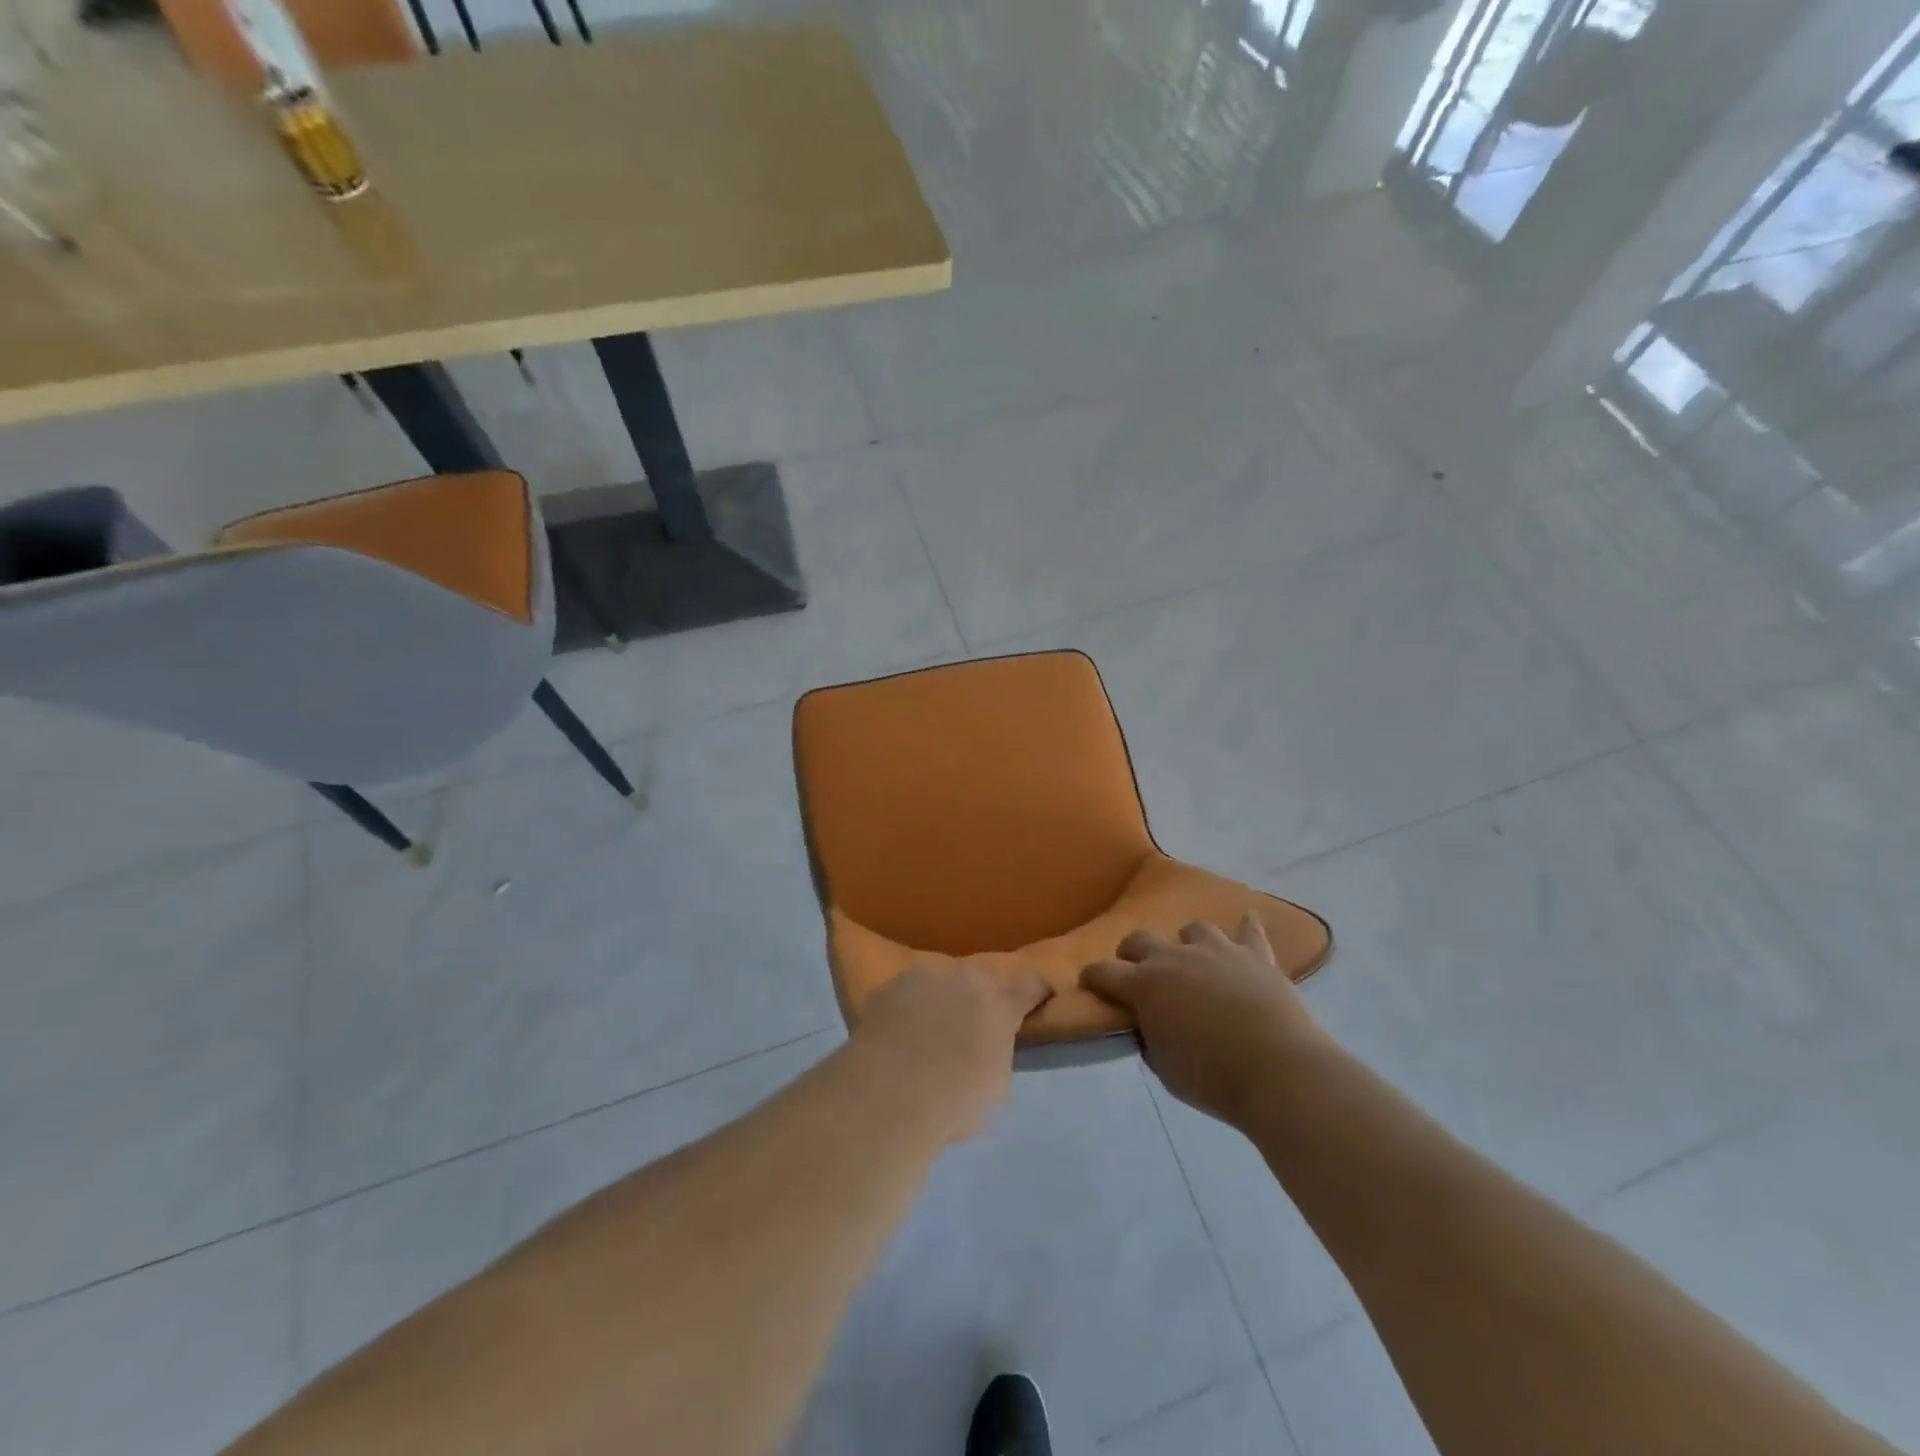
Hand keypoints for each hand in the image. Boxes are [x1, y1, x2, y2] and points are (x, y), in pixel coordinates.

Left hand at [847, 964, 1051, 1143]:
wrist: (888, 1095)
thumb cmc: (952, 1103)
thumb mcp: (993, 1089)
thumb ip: (995, 1057)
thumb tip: (984, 1053)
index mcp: (1000, 1006)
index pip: (1031, 984)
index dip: (1035, 992)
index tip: (1035, 999)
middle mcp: (965, 980)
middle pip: (978, 982)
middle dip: (975, 1001)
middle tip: (963, 1034)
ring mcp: (924, 977)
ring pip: (938, 985)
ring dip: (936, 1003)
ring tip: (921, 1038)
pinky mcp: (888, 987)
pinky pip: (904, 996)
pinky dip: (903, 1011)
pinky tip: (893, 1038)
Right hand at [1082, 915, 1323, 1127]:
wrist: (1279, 1072)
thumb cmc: (1213, 1078)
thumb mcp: (1164, 1068)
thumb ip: (1150, 1037)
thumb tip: (1149, 1023)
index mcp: (1145, 986)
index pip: (1104, 973)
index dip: (1092, 977)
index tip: (1089, 982)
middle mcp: (1175, 958)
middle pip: (1140, 940)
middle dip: (1132, 954)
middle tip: (1138, 972)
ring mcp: (1218, 951)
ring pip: (1193, 929)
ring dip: (1187, 942)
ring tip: (1193, 959)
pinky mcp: (1256, 956)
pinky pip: (1250, 931)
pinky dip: (1247, 927)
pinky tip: (1248, 920)